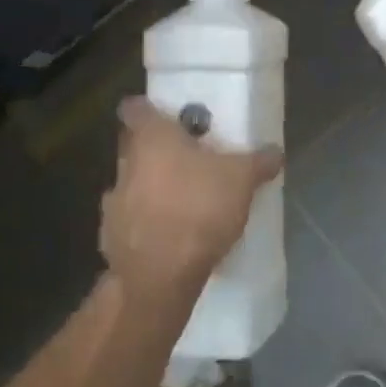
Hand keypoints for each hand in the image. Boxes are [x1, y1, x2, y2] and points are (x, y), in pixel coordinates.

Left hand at [101, 99, 281, 305]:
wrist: (160, 278)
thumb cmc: (199, 209)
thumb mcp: (242, 180)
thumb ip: (259, 161)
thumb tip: (275, 151)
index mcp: (151, 138)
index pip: (134, 108)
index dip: (147, 108)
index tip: (165, 115)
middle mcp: (125, 164)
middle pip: (133, 146)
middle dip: (154, 150)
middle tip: (185, 156)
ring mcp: (113, 203)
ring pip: (131, 183)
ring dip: (148, 187)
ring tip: (180, 199)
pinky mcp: (109, 239)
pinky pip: (128, 220)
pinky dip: (144, 223)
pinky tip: (168, 235)